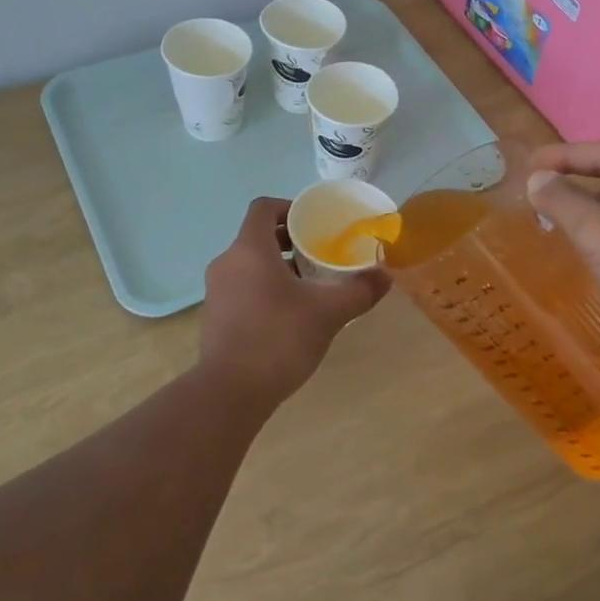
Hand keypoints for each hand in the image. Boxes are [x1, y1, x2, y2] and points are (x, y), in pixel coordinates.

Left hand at [199, 198, 390, 404]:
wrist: (230, 392)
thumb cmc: (278, 338)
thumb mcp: (328, 312)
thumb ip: (359, 291)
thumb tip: (386, 275)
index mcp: (249, 250)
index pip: (264, 208)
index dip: (290, 208)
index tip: (314, 222)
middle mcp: (227, 263)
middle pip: (257, 237)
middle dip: (289, 242)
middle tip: (319, 255)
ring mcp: (216, 292)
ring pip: (249, 265)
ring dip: (277, 268)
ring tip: (309, 287)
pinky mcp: (214, 318)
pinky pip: (241, 289)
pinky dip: (263, 291)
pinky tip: (288, 317)